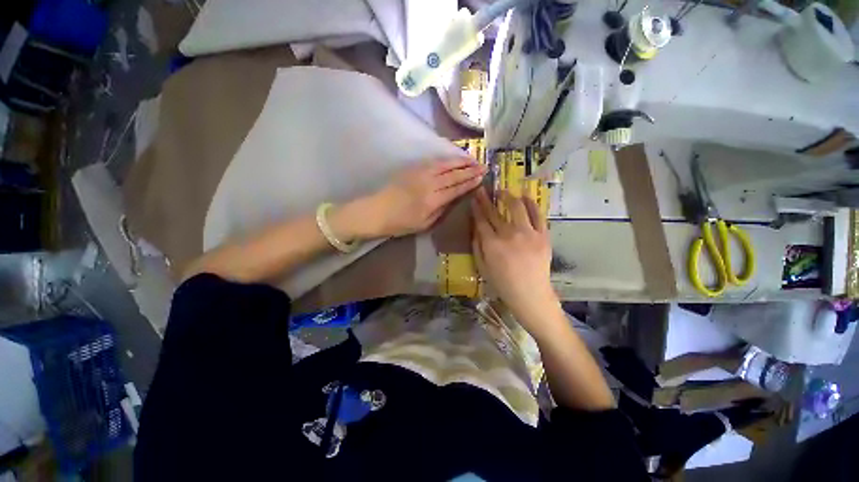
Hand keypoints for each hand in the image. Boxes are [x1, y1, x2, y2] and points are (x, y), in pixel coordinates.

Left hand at [362, 158, 486, 237]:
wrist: (377, 211)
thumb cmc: (401, 222)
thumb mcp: (424, 224)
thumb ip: (441, 210)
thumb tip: (454, 198)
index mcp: (433, 200)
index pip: (457, 188)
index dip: (470, 182)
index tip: (481, 178)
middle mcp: (429, 183)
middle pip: (454, 174)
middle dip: (470, 170)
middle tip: (483, 166)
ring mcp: (420, 173)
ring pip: (445, 164)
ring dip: (460, 161)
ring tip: (472, 160)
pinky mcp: (413, 168)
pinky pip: (434, 161)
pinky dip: (446, 159)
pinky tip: (453, 158)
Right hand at [471, 187, 558, 326]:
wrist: (531, 294)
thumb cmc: (503, 284)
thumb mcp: (482, 267)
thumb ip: (477, 246)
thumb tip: (475, 227)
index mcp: (492, 244)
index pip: (481, 220)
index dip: (477, 208)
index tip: (474, 198)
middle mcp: (509, 235)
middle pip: (495, 212)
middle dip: (487, 199)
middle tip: (483, 190)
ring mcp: (528, 234)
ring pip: (517, 207)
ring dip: (508, 196)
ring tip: (504, 192)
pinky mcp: (543, 235)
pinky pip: (538, 214)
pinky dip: (531, 203)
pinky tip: (525, 197)